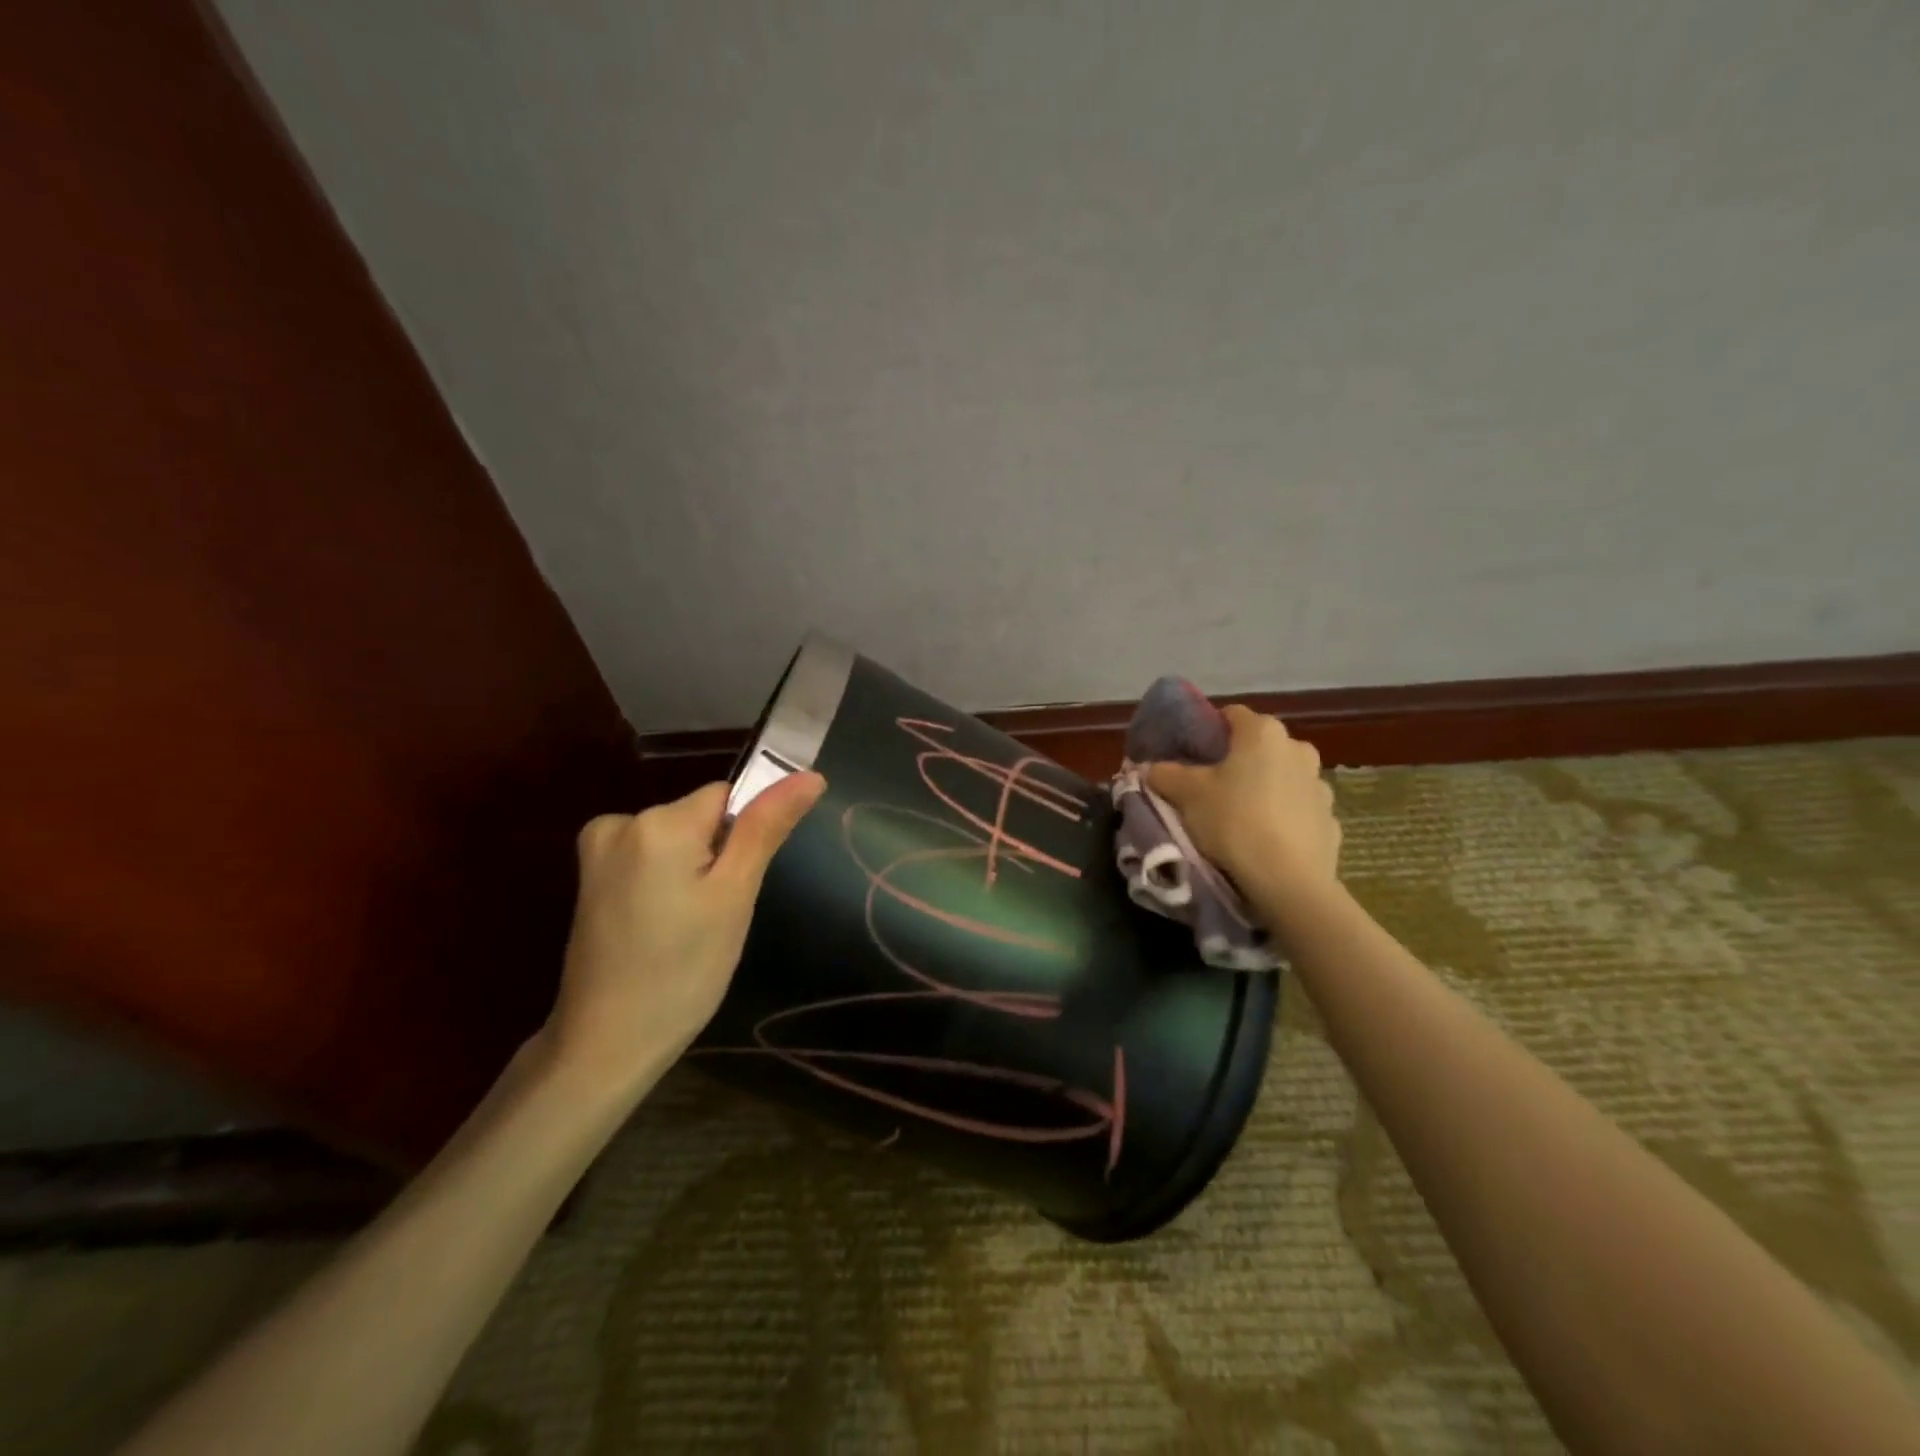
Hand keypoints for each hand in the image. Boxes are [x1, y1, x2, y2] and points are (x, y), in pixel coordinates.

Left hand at [546, 773, 825, 1093]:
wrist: (606, 1044)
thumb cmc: (683, 971)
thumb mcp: (735, 895)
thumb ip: (767, 827)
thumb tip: (810, 775)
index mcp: (658, 821)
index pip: (726, 797)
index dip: (742, 839)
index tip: (735, 888)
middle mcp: (620, 821)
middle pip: (699, 817)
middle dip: (716, 856)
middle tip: (714, 916)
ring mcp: (597, 849)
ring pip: (677, 839)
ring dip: (691, 872)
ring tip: (687, 928)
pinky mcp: (589, 876)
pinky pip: (649, 857)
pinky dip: (664, 882)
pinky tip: (660, 927)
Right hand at [1147, 704, 1339, 917]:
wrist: (1288, 880)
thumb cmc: (1233, 821)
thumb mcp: (1186, 795)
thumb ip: (1164, 774)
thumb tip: (1149, 767)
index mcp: (1263, 733)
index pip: (1231, 714)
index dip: (1209, 730)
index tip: (1192, 753)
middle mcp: (1297, 749)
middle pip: (1260, 746)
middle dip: (1238, 760)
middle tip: (1212, 786)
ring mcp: (1320, 785)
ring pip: (1283, 777)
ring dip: (1265, 787)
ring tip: (1240, 816)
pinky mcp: (1330, 820)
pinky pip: (1299, 810)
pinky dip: (1284, 817)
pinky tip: (1266, 840)